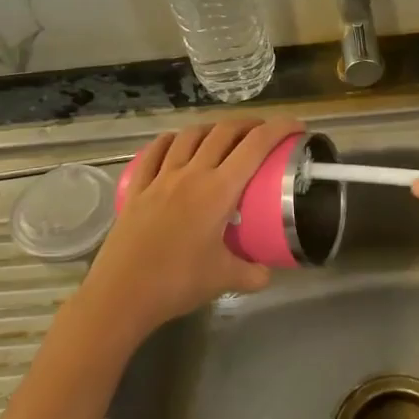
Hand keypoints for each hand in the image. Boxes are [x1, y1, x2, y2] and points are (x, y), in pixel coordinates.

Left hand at [75, 117, 304, 346]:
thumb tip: (267, 272)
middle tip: (264, 131)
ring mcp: (160, 178)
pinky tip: (176, 143)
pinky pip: (154, 152)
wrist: (122, 294)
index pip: (255, 146)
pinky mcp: (136, 188)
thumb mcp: (224, 280)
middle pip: (223, 132)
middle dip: (249, 124)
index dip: (279, 129)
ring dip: (212, 128)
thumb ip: (252, 273)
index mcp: (218, 190)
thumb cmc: (177, 283)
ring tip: (223, 135)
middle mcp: (191, 174)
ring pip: (189, 136)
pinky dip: (170, 140)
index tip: (296, 126)